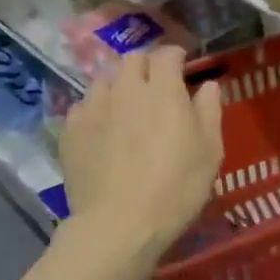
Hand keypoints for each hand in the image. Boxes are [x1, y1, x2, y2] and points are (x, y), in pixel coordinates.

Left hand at [59, 47, 222, 269]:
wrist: (120, 225)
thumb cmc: (176, 187)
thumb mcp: (210, 151)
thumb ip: (209, 110)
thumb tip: (208, 85)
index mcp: (163, 90)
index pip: (166, 54)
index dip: (176, 57)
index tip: (182, 67)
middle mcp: (125, 89)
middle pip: (131, 60)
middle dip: (145, 67)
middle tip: (155, 87)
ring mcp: (93, 108)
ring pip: (104, 80)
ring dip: (118, 85)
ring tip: (126, 107)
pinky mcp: (70, 131)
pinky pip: (82, 107)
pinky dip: (95, 110)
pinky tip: (102, 130)